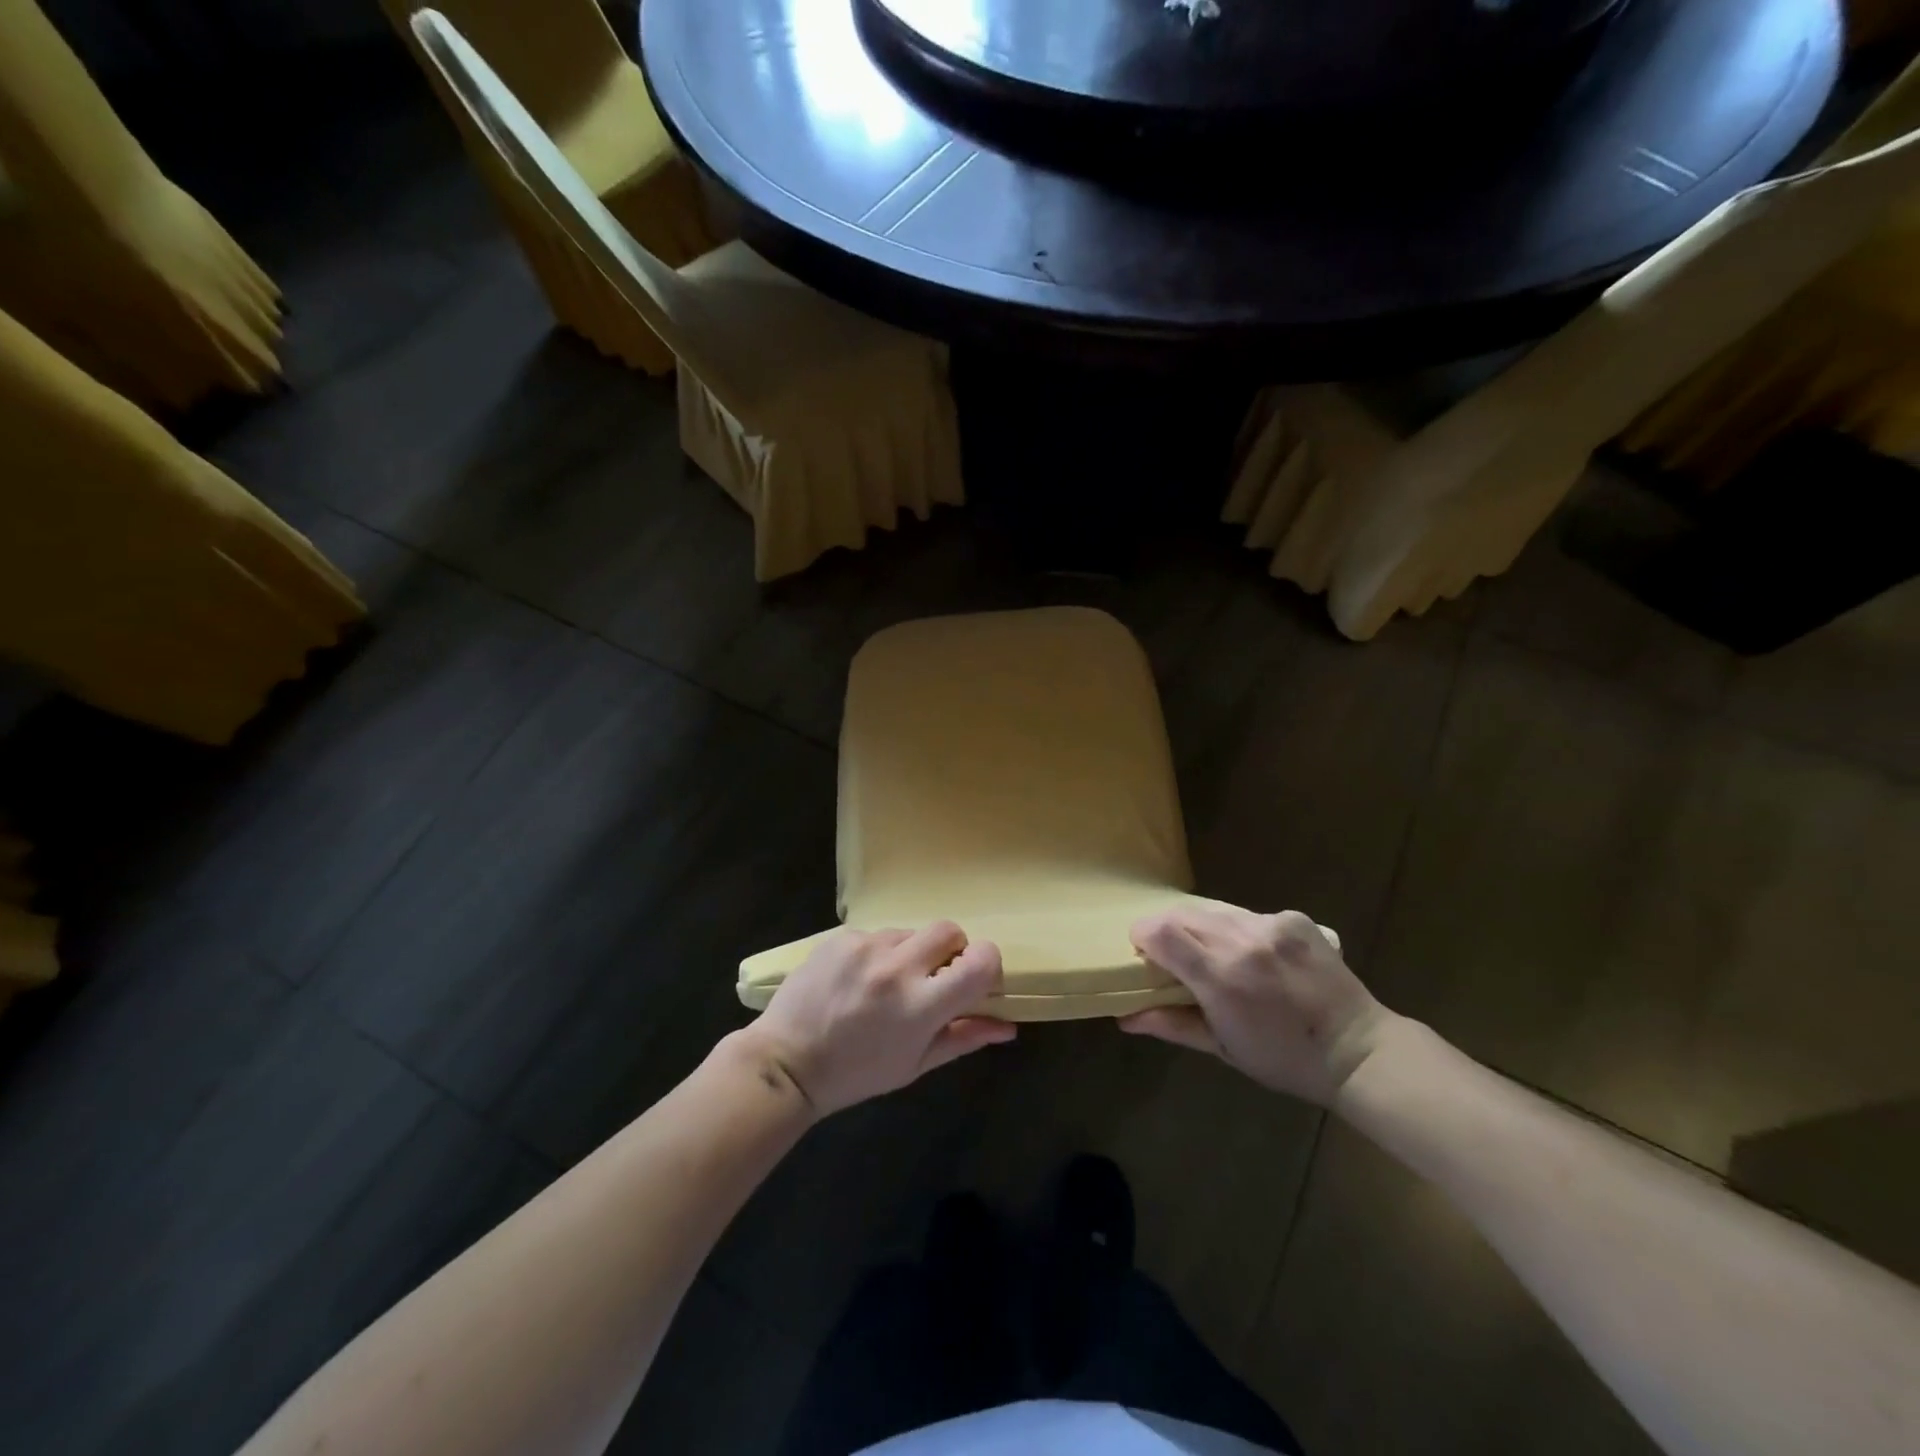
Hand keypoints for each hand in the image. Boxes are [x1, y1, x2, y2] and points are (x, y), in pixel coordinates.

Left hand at [747, 923, 1014, 1115]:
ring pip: (910, 932)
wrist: (786, 1062)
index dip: (986, 964)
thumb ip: (964, 1038)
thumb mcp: (915, 1064)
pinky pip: (876, 934)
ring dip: (910, 953)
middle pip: (949, 930)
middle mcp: (897, 967)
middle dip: (950, 950)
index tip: (975, 978)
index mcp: (921, 1005)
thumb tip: (1008, 1026)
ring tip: (885, 985)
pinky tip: (857, 980)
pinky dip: (877, 953)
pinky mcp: (841, 936)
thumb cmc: (857, 1073)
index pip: (980, 961)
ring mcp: (866, 946)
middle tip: (932, 978)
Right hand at [1120, 906, 1393, 1105]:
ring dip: (1201, 928)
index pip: (1160, 932)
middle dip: (1167, 930)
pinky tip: (1253, 954)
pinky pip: (1246, 914)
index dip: (1142, 936)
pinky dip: (1236, 929)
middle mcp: (1243, 940)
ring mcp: (1272, 925)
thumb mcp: (1223, 1048)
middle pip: (1181, 913)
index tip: (1143, 953)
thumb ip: (1171, 1024)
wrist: (1358, 1049)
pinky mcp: (1294, 918)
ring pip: (1213, 909)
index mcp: (1222, 977)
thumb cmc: (1284, 1059)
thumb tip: (1124, 1018)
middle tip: (1173, 956)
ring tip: (1213, 954)